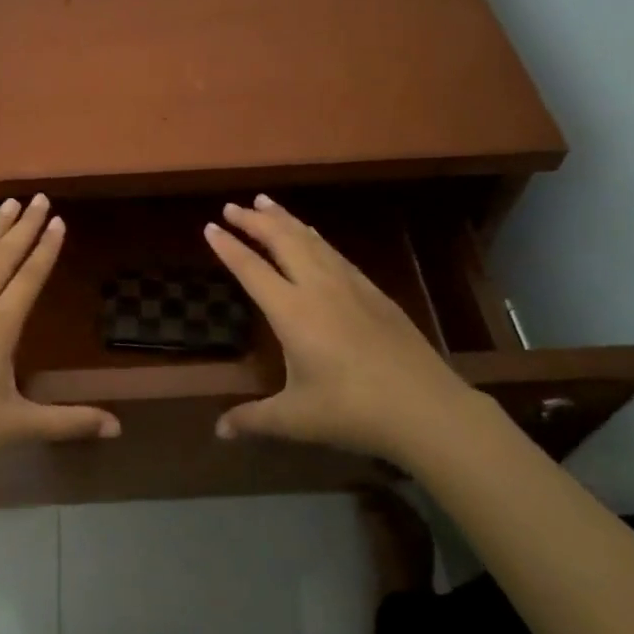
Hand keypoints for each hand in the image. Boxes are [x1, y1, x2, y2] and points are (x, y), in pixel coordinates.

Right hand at [203, 194, 474, 463]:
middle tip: (231, 206)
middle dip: (254, 220)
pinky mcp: (373, 291)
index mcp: (292, 312)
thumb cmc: (352, 411)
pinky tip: (312, 234)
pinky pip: (334, 252)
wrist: (424, 407)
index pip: (251, 269)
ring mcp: (349, 285)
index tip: (209, 226)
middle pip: (281, 241)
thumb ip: (253, 419)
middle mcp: (317, 288)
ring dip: (284, 219)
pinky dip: (314, 236)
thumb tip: (218, 431)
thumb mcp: (295, 419)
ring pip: (310, 239)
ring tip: (265, 202)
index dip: (229, 247)